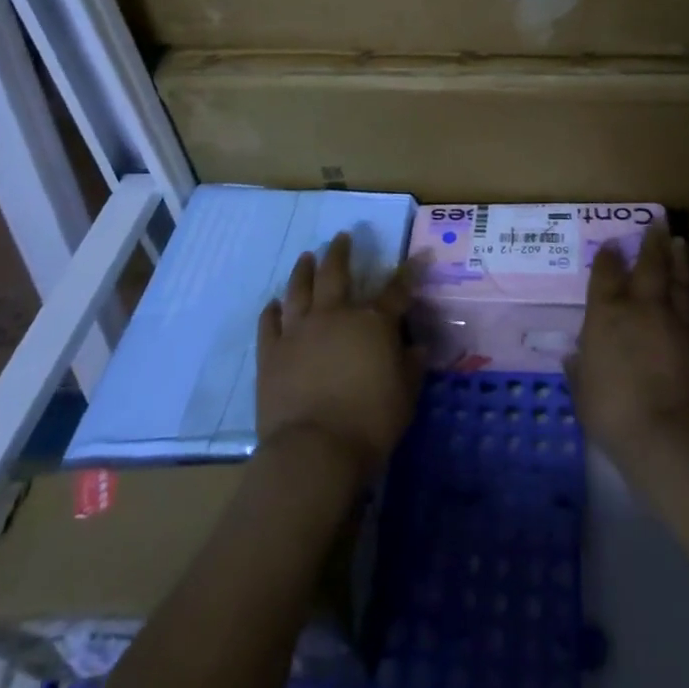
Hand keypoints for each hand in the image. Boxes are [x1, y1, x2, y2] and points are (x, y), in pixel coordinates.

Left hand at [257, 234, 423, 484]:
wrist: (313, 450)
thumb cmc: (369, 423)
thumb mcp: (405, 397)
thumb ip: (411, 367)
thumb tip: (418, 347)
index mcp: (373, 323)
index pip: (397, 290)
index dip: (409, 272)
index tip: (419, 255)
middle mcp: (335, 315)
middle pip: (336, 273)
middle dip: (341, 252)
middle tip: (342, 236)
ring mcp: (299, 331)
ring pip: (300, 289)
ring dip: (304, 270)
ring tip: (306, 257)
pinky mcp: (271, 352)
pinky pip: (269, 323)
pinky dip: (272, 310)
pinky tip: (274, 303)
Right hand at [568, 225, 688, 473]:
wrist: (673, 434)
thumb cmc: (616, 413)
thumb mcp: (584, 395)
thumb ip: (580, 372)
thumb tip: (575, 358)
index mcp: (607, 315)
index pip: (606, 275)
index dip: (609, 257)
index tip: (612, 244)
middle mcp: (642, 307)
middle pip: (649, 266)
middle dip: (651, 243)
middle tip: (657, 222)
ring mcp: (676, 320)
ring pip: (679, 279)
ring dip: (679, 259)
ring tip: (679, 242)